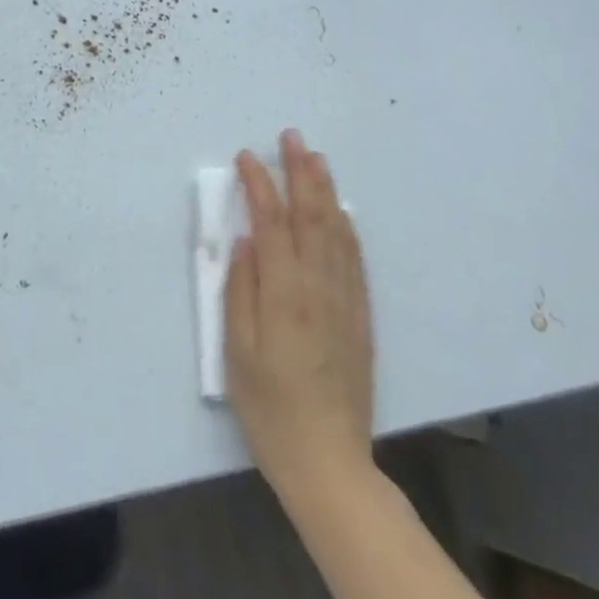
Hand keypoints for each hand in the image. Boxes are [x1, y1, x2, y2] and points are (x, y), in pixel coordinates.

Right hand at [225, 129, 374, 499]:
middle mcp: (318, 287)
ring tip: (316, 158)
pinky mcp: (361, 317)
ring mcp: (345, 300)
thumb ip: (240, 290)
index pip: (271, 222)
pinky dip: (346, 227)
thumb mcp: (237, 351)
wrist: (329, 462)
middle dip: (300, 171)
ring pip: (336, 231)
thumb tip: (245, 240)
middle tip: (292, 137)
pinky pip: (354, 260)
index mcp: (283, 294)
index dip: (259, 184)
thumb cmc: (269, 407)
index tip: (246, 157)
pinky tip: (340, 211)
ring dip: (325, 190)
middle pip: (311, 216)